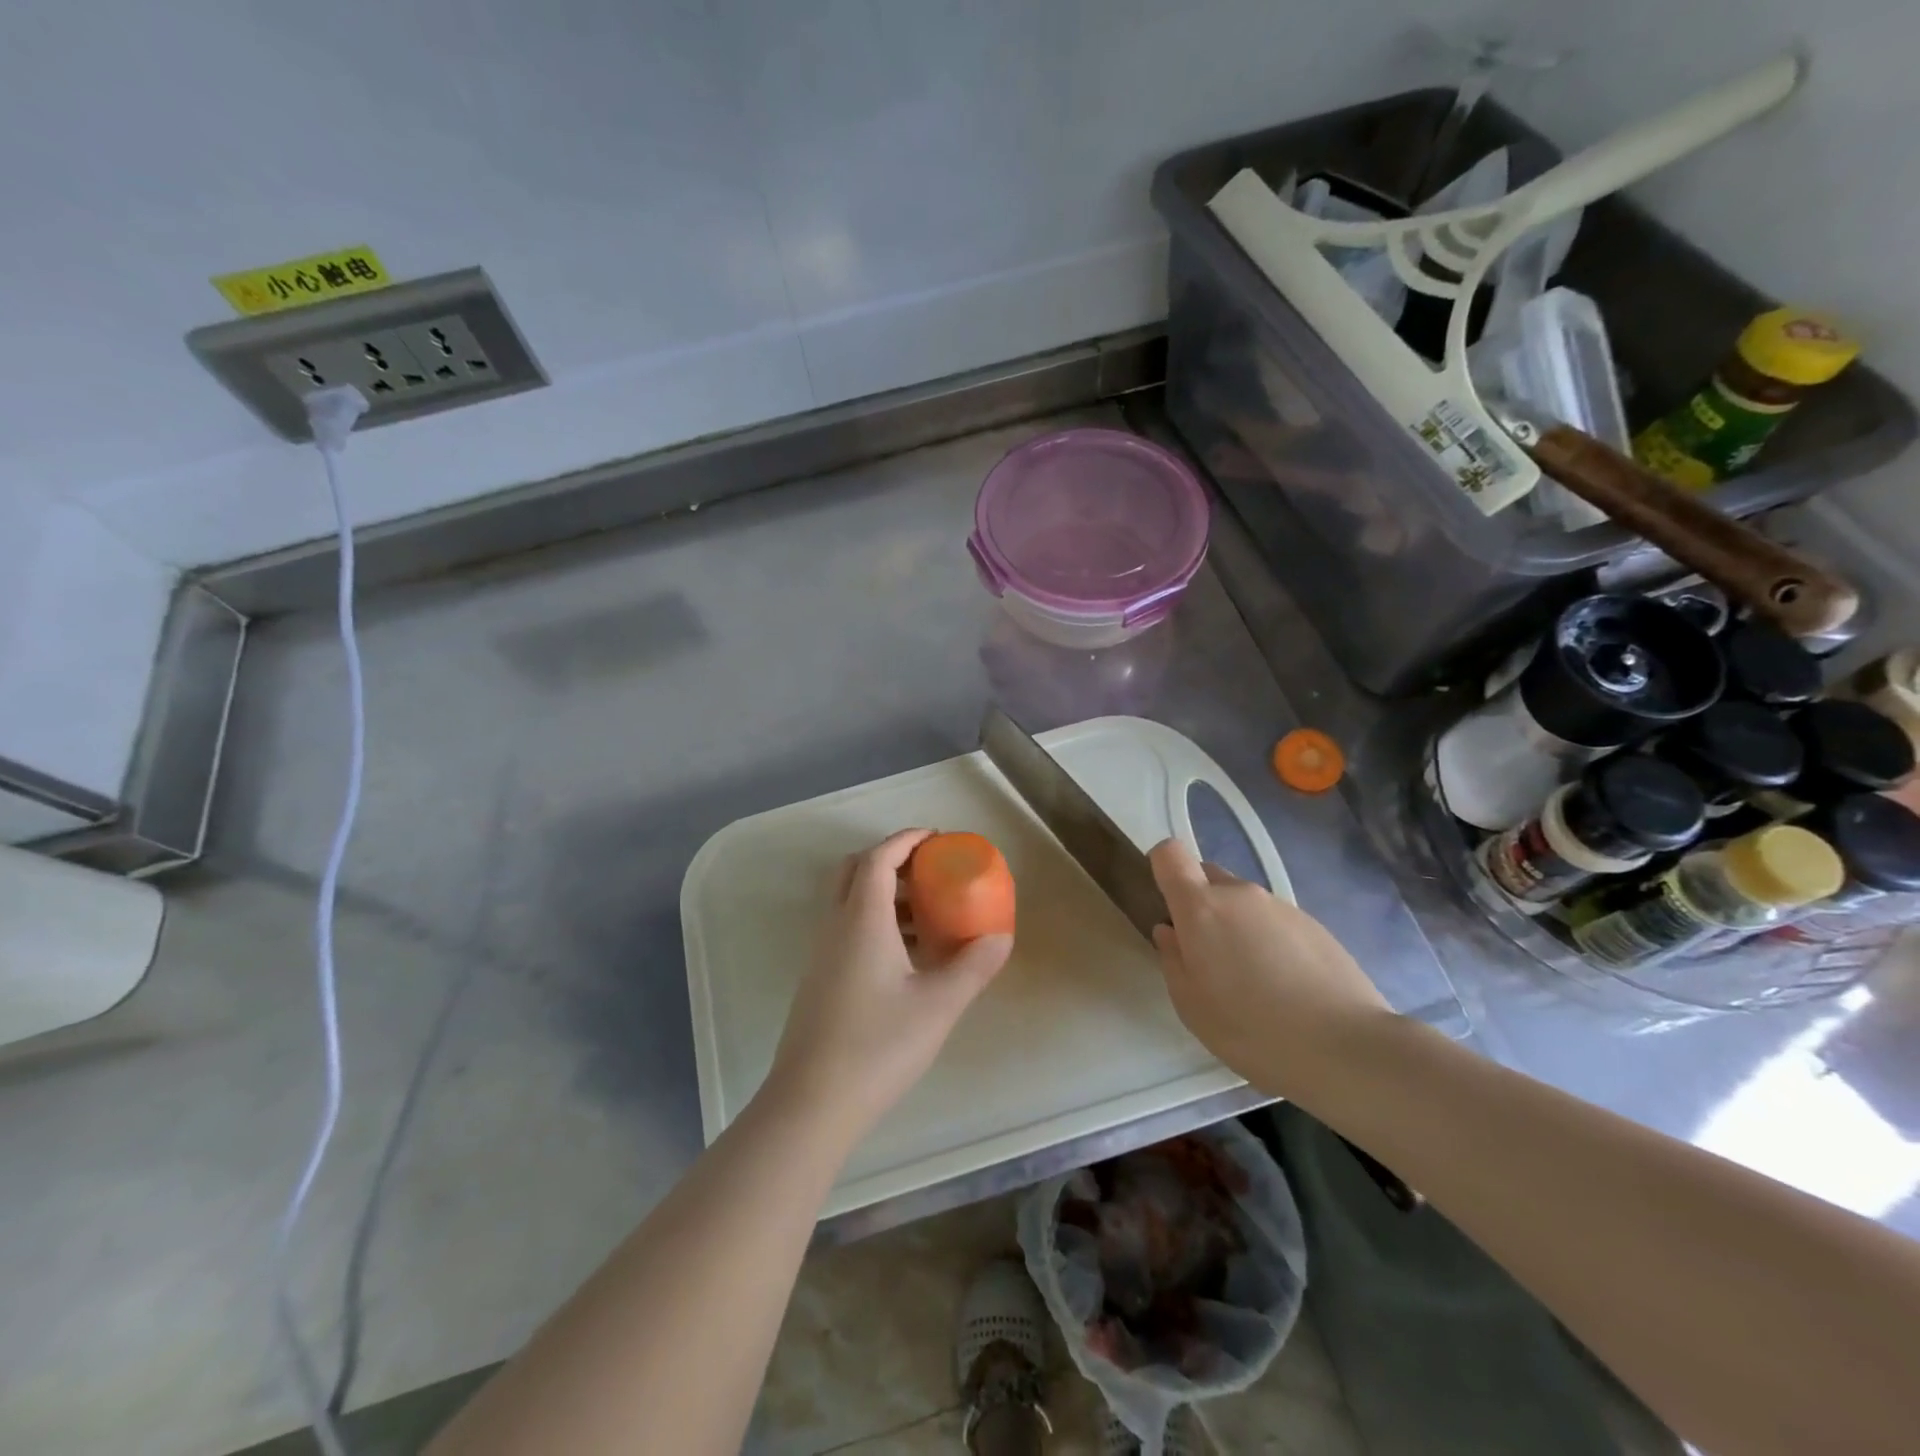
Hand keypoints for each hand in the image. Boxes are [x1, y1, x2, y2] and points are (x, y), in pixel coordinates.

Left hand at [766, 829, 1012, 1142]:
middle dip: (891, 859)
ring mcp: (822, 953)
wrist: (811, 1102)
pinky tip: (907, 956)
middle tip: (928, 870)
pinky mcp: (819, 979)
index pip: (878, 858)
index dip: (906, 840)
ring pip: (849, 901)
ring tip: (928, 913)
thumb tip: (1001, 938)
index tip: (936, 837)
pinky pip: (847, 928)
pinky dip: (875, 922)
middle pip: (855, 870)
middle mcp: (835, 926)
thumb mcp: (937, 1005)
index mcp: (861, 919)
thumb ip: (972, 967)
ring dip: (884, 893)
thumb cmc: (878, 1045)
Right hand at [1148, 838, 1390, 1096]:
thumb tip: (1170, 931)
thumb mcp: (1191, 1005)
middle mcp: (1240, 894)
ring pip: (1243, 902)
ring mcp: (1281, 906)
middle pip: (1207, 876)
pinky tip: (1284, 986)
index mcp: (1201, 907)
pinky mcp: (1314, 924)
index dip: (1162, 869)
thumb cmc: (1252, 1028)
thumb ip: (1172, 959)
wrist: (1346, 1047)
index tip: (1164, 903)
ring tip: (1252, 980)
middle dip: (1199, 903)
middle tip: (1207, 954)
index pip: (1170, 854)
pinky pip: (1274, 920)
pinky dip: (1268, 941)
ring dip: (1236, 926)